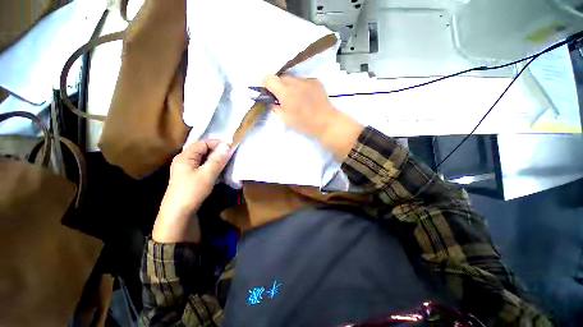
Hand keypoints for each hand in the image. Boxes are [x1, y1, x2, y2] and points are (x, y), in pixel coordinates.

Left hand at [152, 140, 232, 242]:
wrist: (178, 213)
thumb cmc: (192, 191)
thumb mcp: (207, 174)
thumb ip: (217, 159)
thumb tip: (227, 145)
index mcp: (185, 156)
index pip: (203, 143)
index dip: (217, 144)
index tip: (230, 148)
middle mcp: (184, 160)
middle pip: (202, 150)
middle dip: (217, 151)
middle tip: (229, 156)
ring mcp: (185, 168)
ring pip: (203, 159)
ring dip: (215, 159)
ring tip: (226, 163)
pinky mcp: (189, 176)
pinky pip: (202, 166)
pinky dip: (211, 166)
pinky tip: (218, 171)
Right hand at [262, 74, 363, 160]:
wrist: (326, 123)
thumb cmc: (304, 124)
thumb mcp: (285, 119)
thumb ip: (275, 107)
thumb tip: (272, 100)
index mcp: (285, 93)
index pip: (269, 78)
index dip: (266, 83)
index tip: (269, 92)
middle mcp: (295, 82)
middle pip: (281, 77)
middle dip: (279, 85)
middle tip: (283, 98)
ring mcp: (307, 80)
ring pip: (293, 78)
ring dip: (290, 86)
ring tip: (296, 98)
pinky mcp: (316, 81)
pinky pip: (303, 81)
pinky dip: (301, 87)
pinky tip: (306, 97)